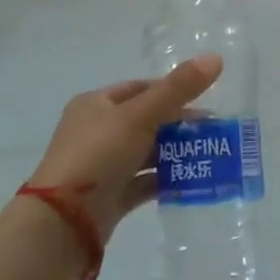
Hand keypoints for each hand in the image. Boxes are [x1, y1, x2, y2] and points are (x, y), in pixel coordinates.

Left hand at [26, 55, 222, 243]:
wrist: (64, 222)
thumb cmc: (99, 154)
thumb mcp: (140, 115)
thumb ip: (178, 88)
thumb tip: (215, 57)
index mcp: (95, 105)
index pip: (138, 89)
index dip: (171, 90)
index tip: (203, 99)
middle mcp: (96, 132)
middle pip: (145, 121)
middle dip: (179, 125)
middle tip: (213, 130)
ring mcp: (102, 166)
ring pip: (146, 153)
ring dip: (175, 153)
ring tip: (211, 155)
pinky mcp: (110, 197)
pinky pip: (144, 183)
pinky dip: (166, 180)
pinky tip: (193, 180)